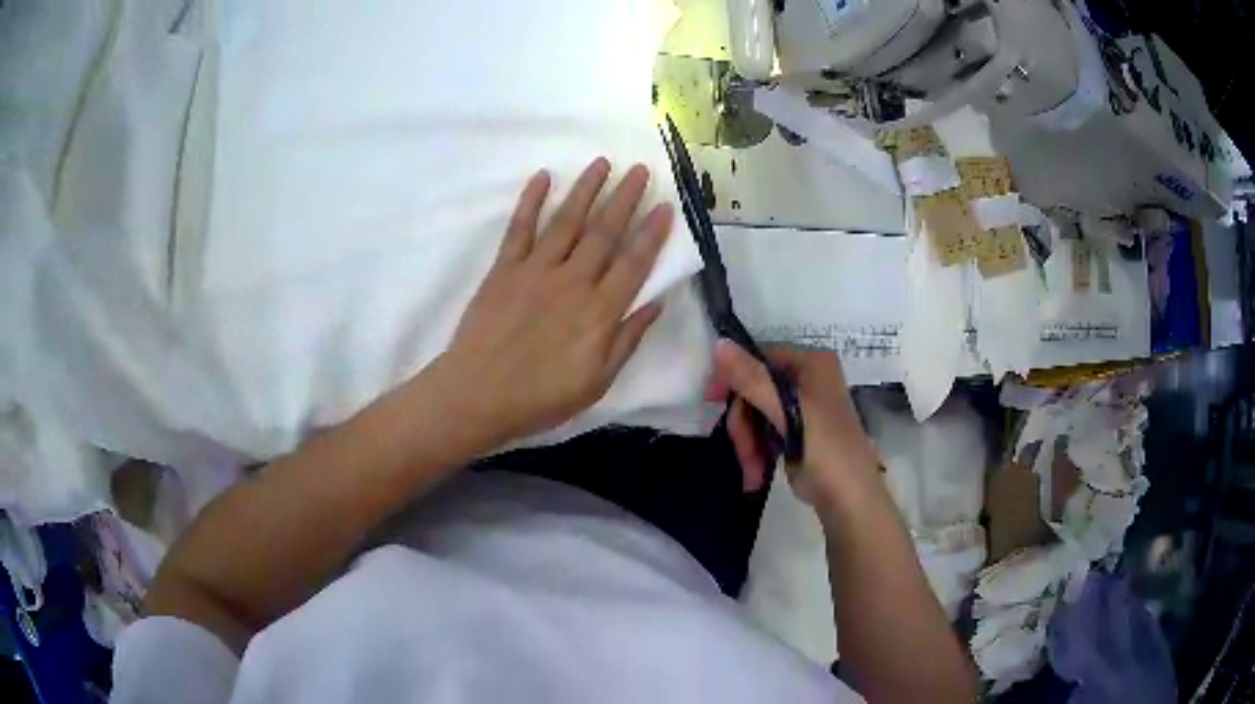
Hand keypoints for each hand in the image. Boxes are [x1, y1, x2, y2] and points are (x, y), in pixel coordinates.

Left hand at [443, 158, 671, 443]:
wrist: (478, 394)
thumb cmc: (541, 396)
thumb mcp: (597, 381)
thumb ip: (626, 339)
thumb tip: (656, 302)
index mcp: (598, 311)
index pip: (633, 263)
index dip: (652, 233)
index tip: (666, 206)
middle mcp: (572, 281)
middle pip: (604, 232)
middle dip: (625, 198)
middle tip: (640, 169)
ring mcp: (535, 270)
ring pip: (567, 221)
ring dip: (586, 189)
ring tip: (602, 162)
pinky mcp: (504, 269)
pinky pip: (519, 228)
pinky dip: (530, 201)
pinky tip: (543, 176)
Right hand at [710, 341, 881, 504]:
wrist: (848, 499)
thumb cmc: (825, 449)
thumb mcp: (787, 412)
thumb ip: (752, 379)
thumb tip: (718, 344)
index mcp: (812, 364)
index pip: (761, 358)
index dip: (734, 379)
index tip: (712, 401)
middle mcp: (808, 379)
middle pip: (755, 389)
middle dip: (744, 424)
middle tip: (743, 451)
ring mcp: (802, 407)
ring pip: (755, 414)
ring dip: (748, 444)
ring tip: (753, 471)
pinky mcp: (795, 433)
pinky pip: (763, 432)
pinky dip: (756, 452)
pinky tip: (756, 474)